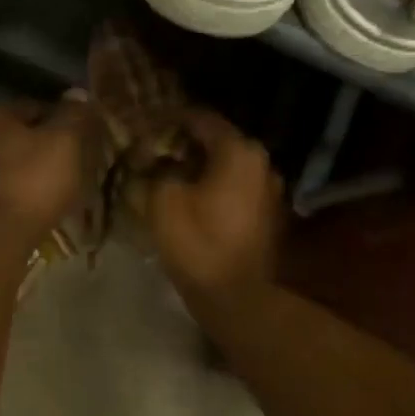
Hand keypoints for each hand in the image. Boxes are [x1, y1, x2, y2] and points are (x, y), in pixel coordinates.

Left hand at [0, 98, 103, 254]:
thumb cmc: (31, 183)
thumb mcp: (65, 142)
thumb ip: (75, 115)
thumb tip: (79, 93)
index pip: (38, 106)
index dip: (66, 118)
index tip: (87, 137)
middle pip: (24, 138)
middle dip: (51, 149)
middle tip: (80, 165)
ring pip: (15, 168)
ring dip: (38, 175)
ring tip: (65, 191)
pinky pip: (7, 194)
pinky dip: (25, 198)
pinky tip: (41, 210)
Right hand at [144, 110, 283, 301]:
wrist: (235, 297)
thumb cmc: (198, 242)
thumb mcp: (163, 200)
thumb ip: (156, 168)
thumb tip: (152, 157)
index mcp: (240, 151)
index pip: (201, 119)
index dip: (169, 118)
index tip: (145, 122)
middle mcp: (262, 163)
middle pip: (217, 141)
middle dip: (183, 143)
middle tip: (152, 149)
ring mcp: (270, 190)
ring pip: (226, 166)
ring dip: (198, 166)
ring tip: (167, 173)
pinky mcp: (268, 215)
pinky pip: (235, 189)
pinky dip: (213, 187)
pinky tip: (189, 197)